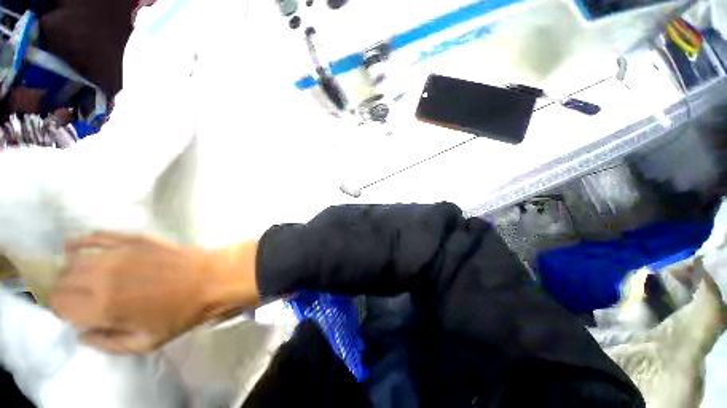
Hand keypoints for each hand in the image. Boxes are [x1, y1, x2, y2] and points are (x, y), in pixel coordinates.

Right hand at [50, 232, 258, 353]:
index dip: (62, 310)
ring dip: (69, 269)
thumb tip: (81, 335)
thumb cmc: (183, 313)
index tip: (71, 313)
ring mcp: (119, 253)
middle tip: (75, 297)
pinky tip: (76, 246)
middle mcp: (103, 276)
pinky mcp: (135, 238)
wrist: (212, 278)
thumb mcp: (146, 342)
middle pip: (63, 280)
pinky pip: (98, 235)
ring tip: (77, 277)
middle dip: (63, 291)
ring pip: (74, 258)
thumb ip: (107, 343)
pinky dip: (82, 241)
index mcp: (104, 306)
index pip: (60, 305)